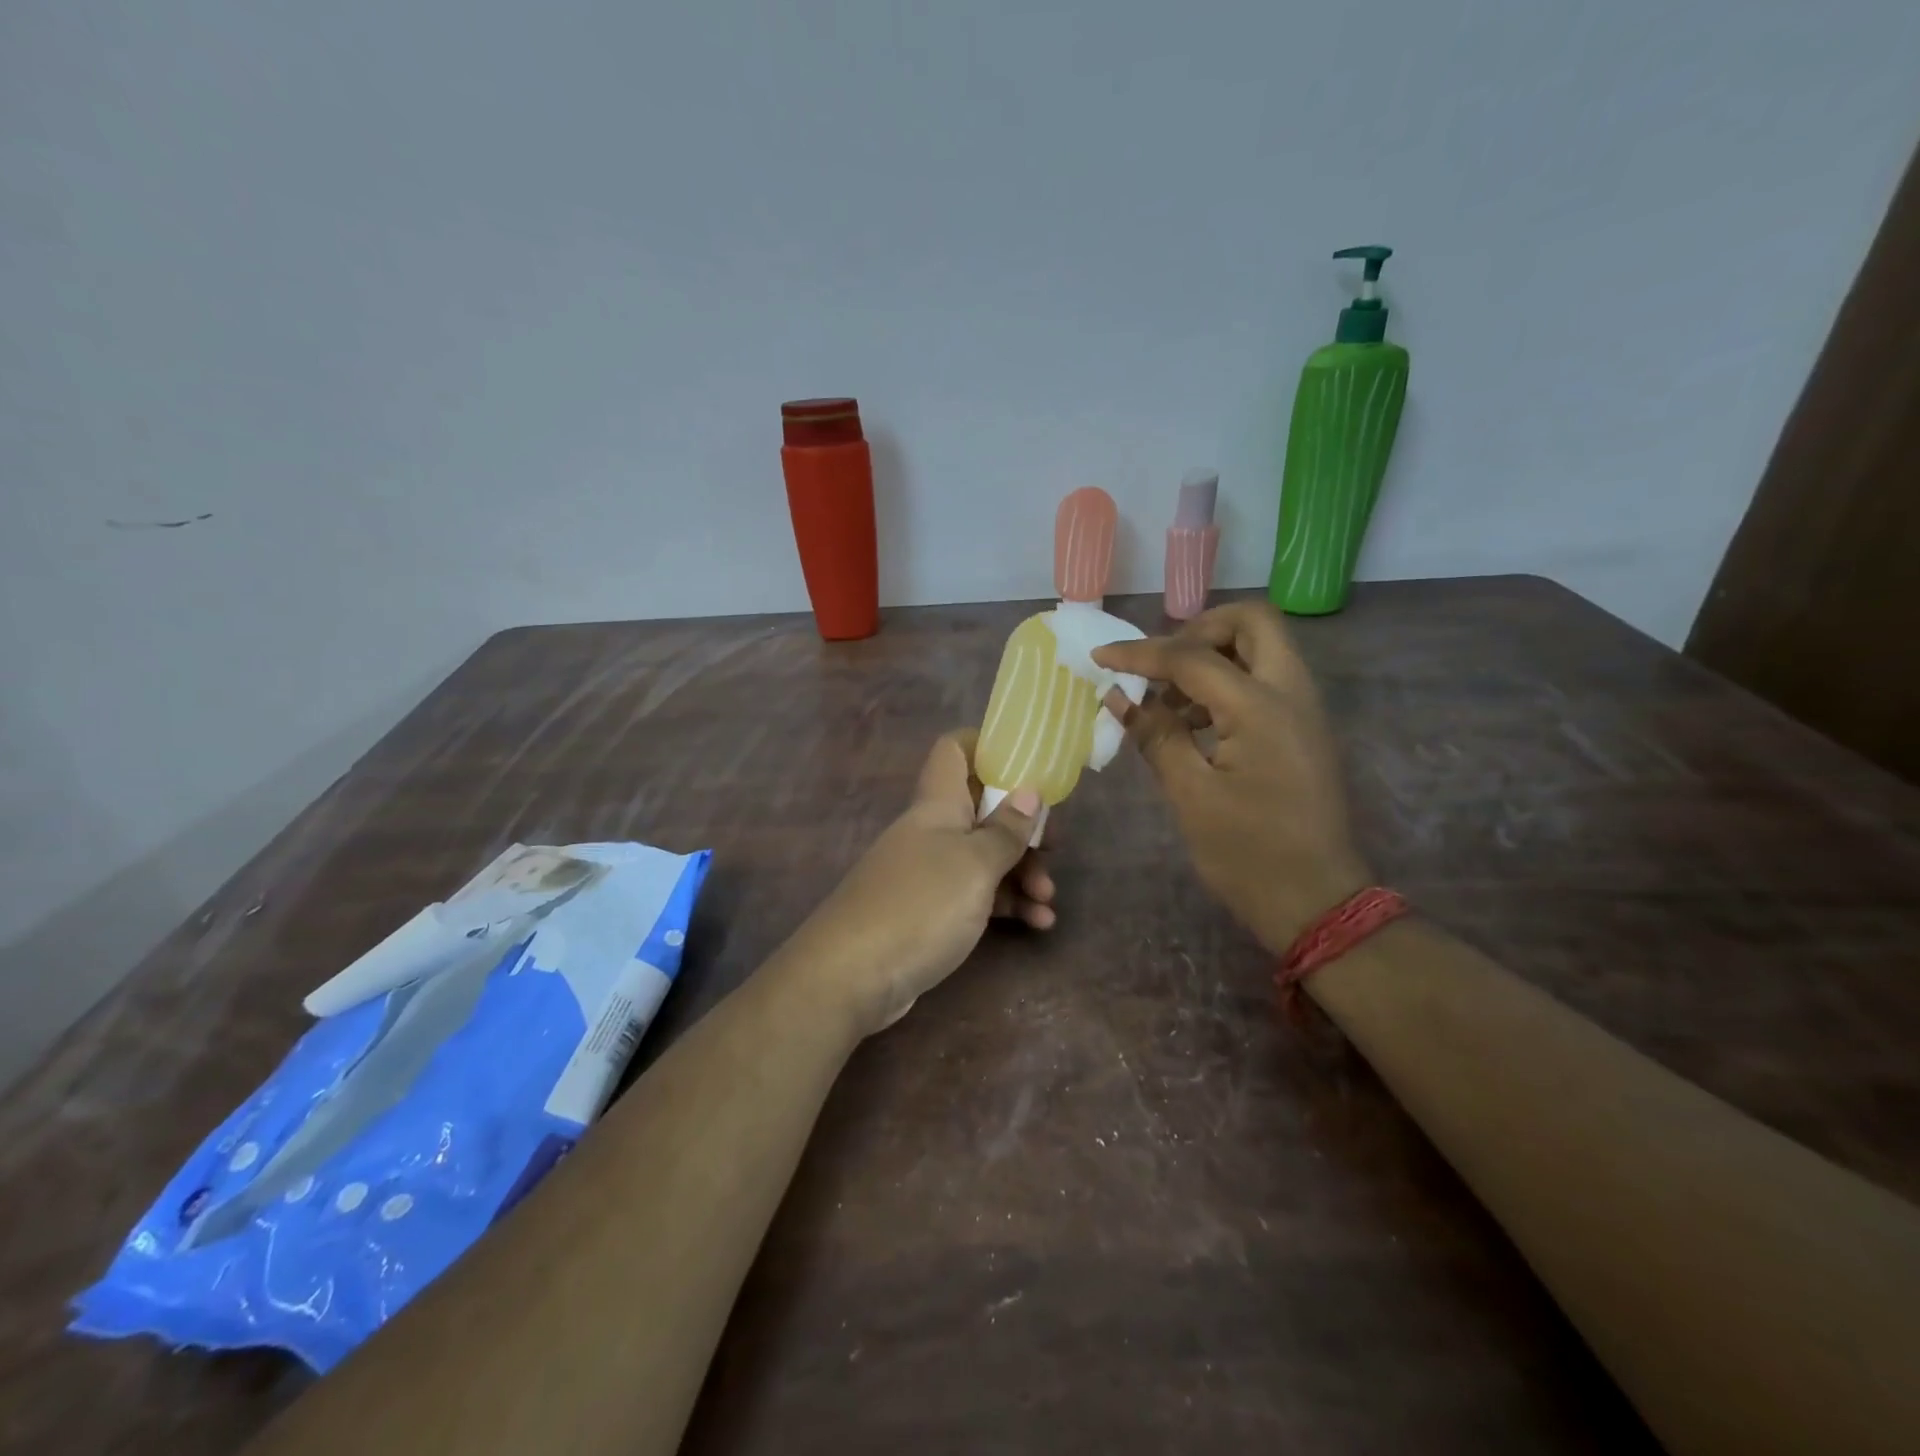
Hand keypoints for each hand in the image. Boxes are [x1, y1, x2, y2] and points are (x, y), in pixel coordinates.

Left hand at [780, 730, 1052, 1035]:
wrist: (852, 976)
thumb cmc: (920, 905)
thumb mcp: (975, 865)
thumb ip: (1006, 830)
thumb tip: (1029, 793)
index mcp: (938, 804)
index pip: (955, 750)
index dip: (988, 746)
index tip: (1028, 763)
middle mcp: (932, 831)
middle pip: (982, 809)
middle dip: (1023, 827)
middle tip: (1055, 849)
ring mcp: (928, 873)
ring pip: (983, 857)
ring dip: (1021, 873)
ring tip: (1048, 902)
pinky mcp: (929, 912)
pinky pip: (975, 896)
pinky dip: (1005, 904)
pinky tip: (1037, 923)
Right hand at [1093, 601, 1369, 952]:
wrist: (1316, 901)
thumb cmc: (1248, 853)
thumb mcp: (1191, 795)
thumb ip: (1156, 735)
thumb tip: (1119, 696)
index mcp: (1261, 708)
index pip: (1192, 657)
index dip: (1140, 654)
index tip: (1100, 658)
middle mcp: (1291, 693)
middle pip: (1251, 623)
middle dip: (1198, 630)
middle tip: (1160, 664)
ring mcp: (1304, 710)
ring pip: (1262, 648)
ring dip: (1213, 656)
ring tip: (1169, 701)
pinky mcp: (1303, 730)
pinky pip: (1266, 680)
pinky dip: (1228, 682)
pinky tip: (1194, 723)